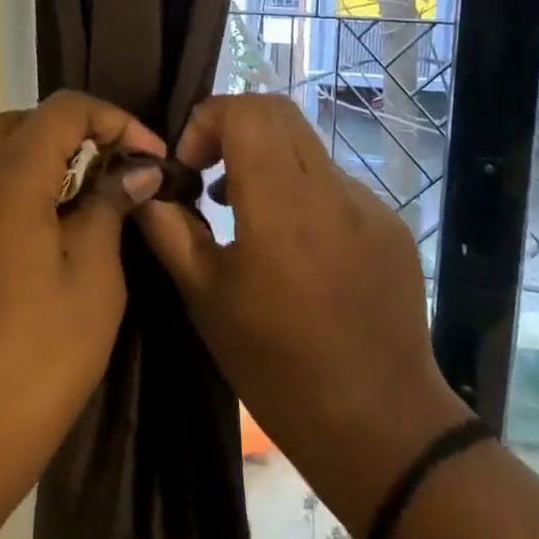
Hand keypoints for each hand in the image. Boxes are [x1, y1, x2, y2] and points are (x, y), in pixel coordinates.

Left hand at [0, 91, 165, 513]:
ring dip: (46, 161)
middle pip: (25, 123)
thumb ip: (110, 210)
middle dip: (78, 134)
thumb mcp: (92, 281)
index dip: (115, 120)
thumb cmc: (30, 360)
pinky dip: (18, 190)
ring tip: (90, 204)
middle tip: (120, 175)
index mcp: (7, 175)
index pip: (65, 109)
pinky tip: (47, 236)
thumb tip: (135, 170)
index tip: (152, 158)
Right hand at [135, 94, 465, 532]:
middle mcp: (333, 190)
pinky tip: (293, 248)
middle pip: (279, 112)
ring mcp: (371, 205)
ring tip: (243, 213)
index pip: (248, 110)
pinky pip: (334, 184)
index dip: (208, 120)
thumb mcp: (205, 299)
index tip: (191, 167)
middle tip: (209, 174)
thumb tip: (146, 186)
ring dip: (266, 160)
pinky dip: (300, 192)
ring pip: (306, 147)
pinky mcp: (391, 225)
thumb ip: (169, 229)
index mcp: (284, 207)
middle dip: (233, 128)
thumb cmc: (278, 368)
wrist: (381, 427)